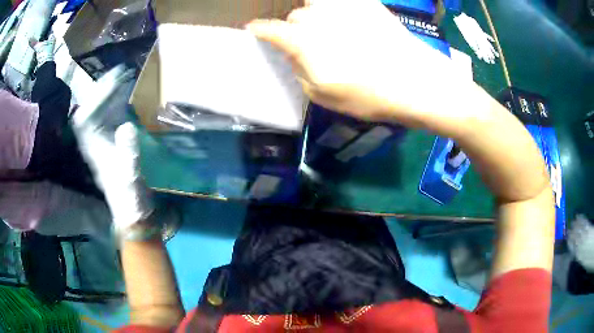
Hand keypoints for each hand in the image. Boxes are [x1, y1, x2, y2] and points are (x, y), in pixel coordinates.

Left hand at [71, 66, 153, 231]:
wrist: (132, 210)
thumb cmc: (130, 195)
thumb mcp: (130, 175)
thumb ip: (128, 153)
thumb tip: (127, 126)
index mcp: (94, 149)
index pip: (85, 117)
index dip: (96, 97)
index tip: (112, 80)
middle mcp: (94, 143)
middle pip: (90, 111)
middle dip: (101, 90)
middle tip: (118, 73)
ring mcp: (102, 143)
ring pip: (98, 113)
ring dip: (108, 95)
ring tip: (122, 79)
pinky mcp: (110, 145)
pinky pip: (108, 120)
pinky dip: (115, 106)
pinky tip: (125, 99)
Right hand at [246, 0, 474, 130]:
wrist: (416, 81)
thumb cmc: (369, 95)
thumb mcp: (323, 95)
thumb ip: (299, 71)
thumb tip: (291, 53)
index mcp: (304, 41)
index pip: (270, 29)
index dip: (260, 30)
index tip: (254, 30)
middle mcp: (318, 17)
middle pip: (295, 16)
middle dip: (296, 28)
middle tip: (309, 43)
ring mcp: (343, 7)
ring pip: (315, 4)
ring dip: (315, 16)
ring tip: (328, 30)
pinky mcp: (366, 4)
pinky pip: (341, 1)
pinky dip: (335, 7)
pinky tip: (344, 22)